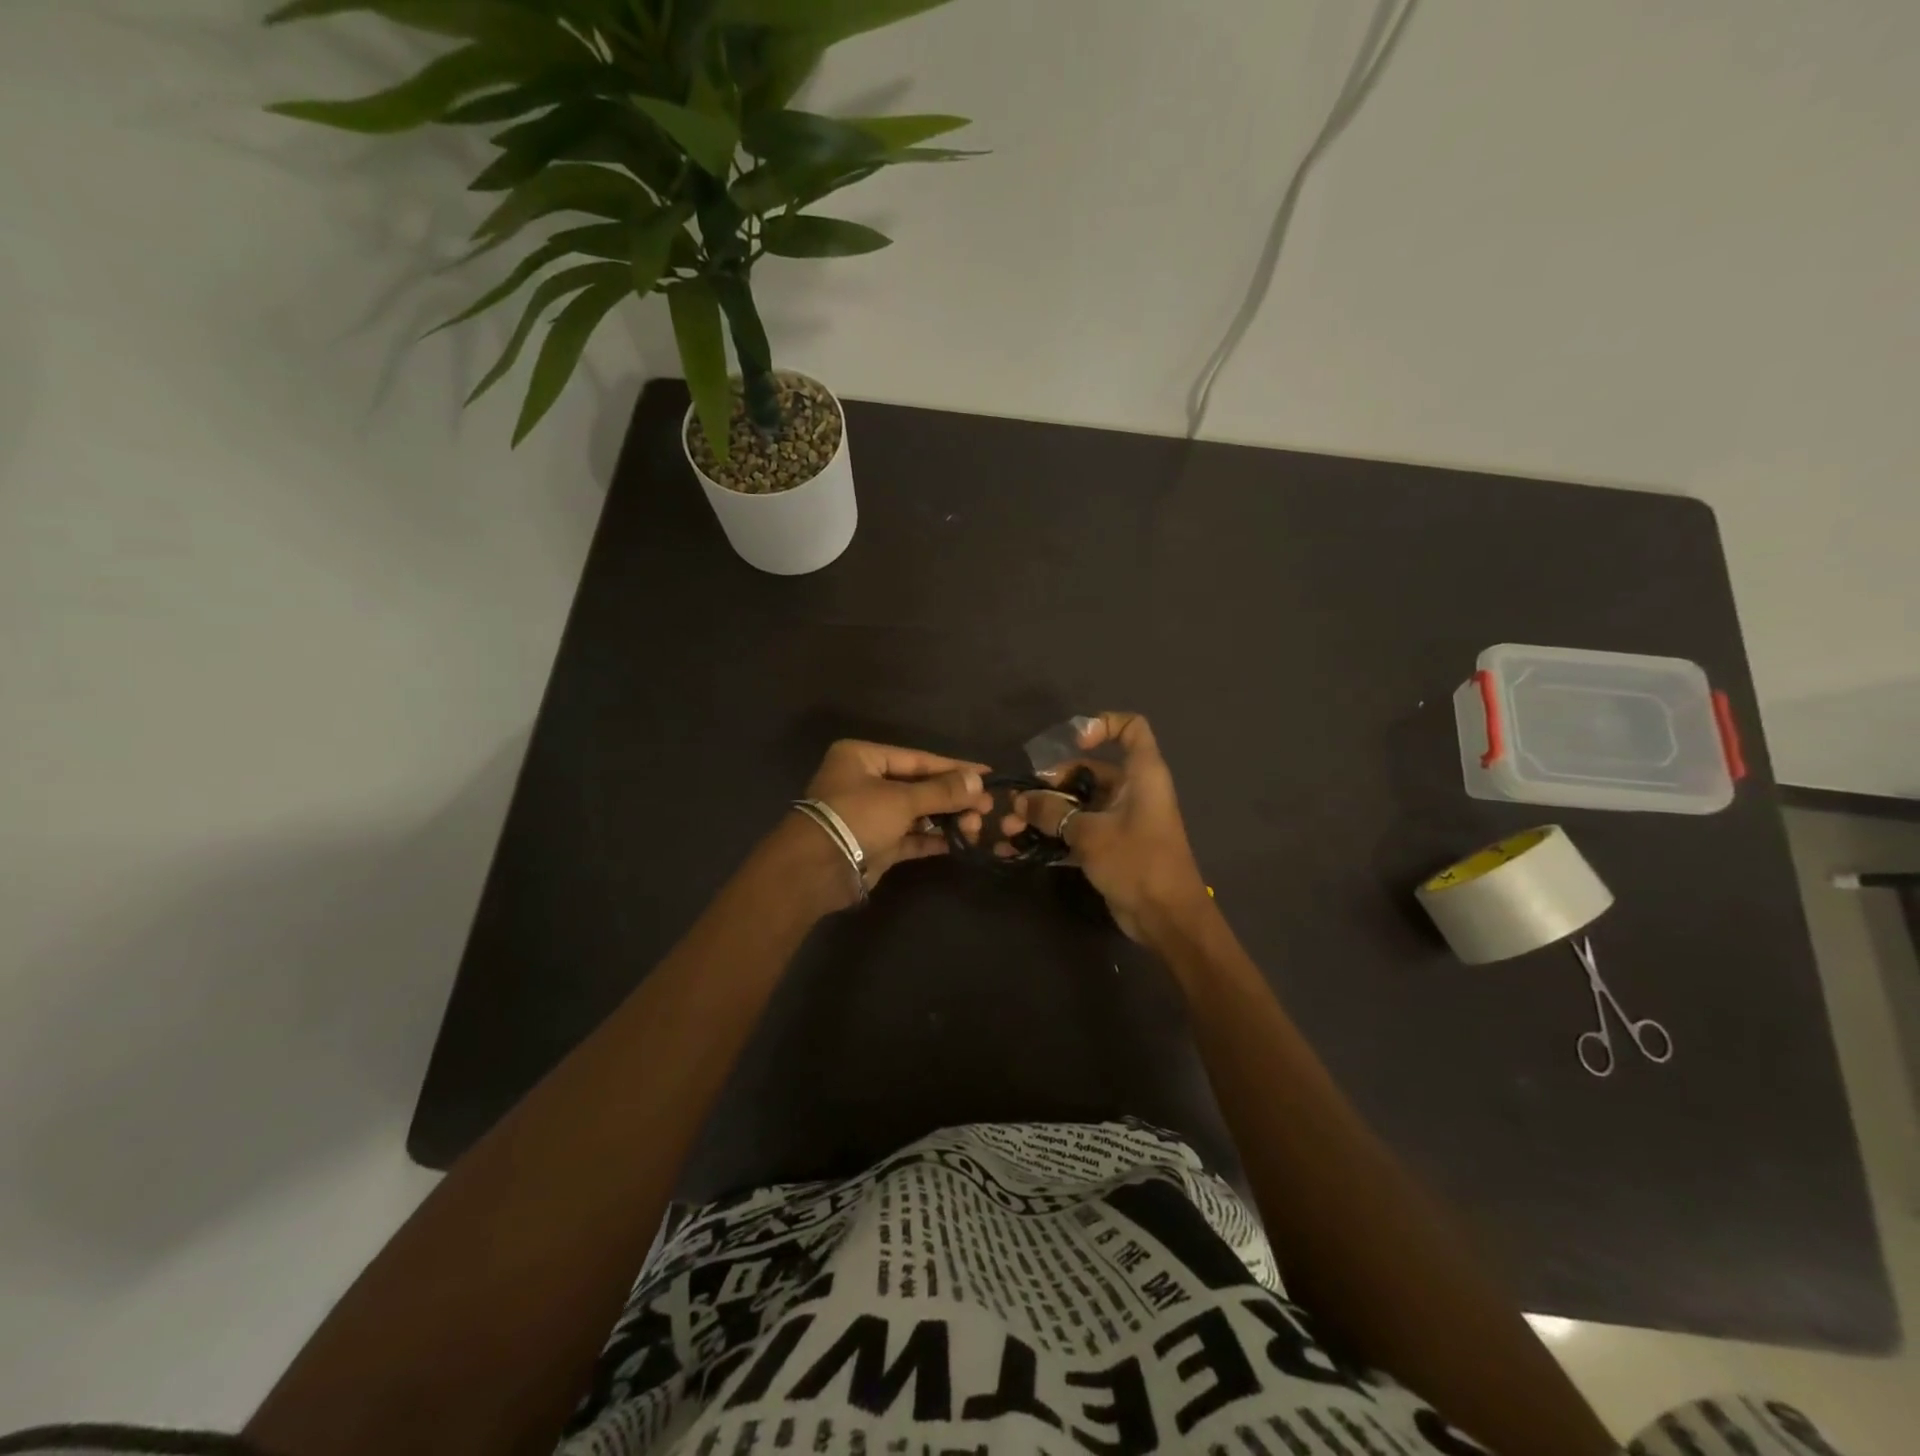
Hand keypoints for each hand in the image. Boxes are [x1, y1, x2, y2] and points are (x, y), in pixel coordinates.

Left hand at [802, 739, 993, 888]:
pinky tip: (960, 841)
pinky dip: (933, 838)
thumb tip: (978, 781)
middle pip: (919, 785)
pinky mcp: (876, 844)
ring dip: (947, 818)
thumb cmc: (856, 818)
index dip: (954, 766)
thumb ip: (941, 791)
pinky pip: (910, 836)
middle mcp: (865, 781)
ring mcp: (870, 815)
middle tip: (987, 807)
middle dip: (953, 797)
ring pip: (916, 812)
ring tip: (977, 826)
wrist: (815, 870)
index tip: (987, 774)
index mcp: (863, 758)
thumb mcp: (901, 800)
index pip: (918, 758)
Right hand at [1005, 712, 1211, 942]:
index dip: (1102, 725)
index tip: (1072, 743)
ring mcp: (1120, 820)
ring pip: (1077, 805)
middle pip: (1089, 771)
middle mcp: (1132, 791)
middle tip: (1019, 803)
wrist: (1166, 918)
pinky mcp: (1110, 847)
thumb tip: (1021, 801)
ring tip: (1010, 828)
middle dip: (1050, 785)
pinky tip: (1018, 847)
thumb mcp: (1090, 834)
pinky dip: (1052, 837)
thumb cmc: (1137, 861)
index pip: (1131, 728)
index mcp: (1141, 774)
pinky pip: (1076, 832)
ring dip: (1044, 814)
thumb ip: (1053, 812)